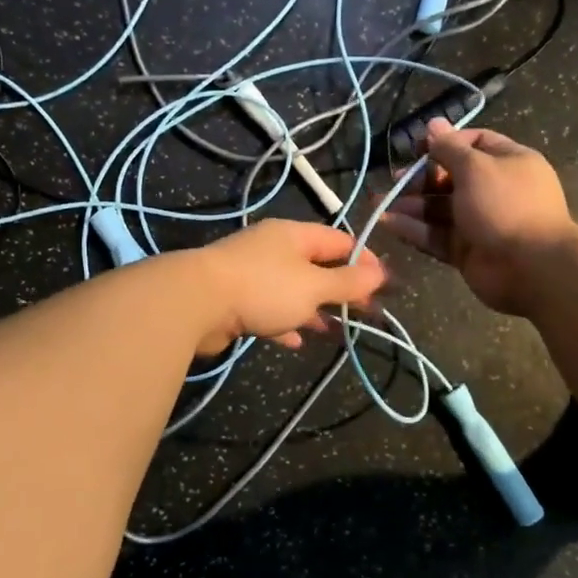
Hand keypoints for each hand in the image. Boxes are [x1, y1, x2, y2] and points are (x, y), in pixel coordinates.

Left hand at [189, 218, 387, 355]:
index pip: (339, 240)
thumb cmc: (263, 288)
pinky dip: (284, 323)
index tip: (382, 285)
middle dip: (339, 289)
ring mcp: (251, 274)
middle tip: (362, 312)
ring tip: (333, 330)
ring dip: (313, 309)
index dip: (363, 261)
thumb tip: (380, 273)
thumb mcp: (313, 285)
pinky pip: (268, 310)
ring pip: (291, 290)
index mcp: (294, 236)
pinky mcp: (234, 300)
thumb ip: (346, 282)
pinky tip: (295, 341)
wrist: (195, 302)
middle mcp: (273, 249)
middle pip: (315, 266)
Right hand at [379, 119, 577, 314]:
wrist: (530, 267)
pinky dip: (413, 229)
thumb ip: (449, 148)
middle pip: (451, 177)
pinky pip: (436, 235)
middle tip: (396, 180)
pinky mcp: (466, 250)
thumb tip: (433, 123)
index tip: (418, 148)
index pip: (475, 143)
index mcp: (508, 163)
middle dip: (421, 177)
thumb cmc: (505, 206)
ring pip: (439, 208)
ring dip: (410, 204)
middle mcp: (494, 190)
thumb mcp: (476, 168)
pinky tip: (388, 222)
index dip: (446, 143)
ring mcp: (480, 222)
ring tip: (379, 203)